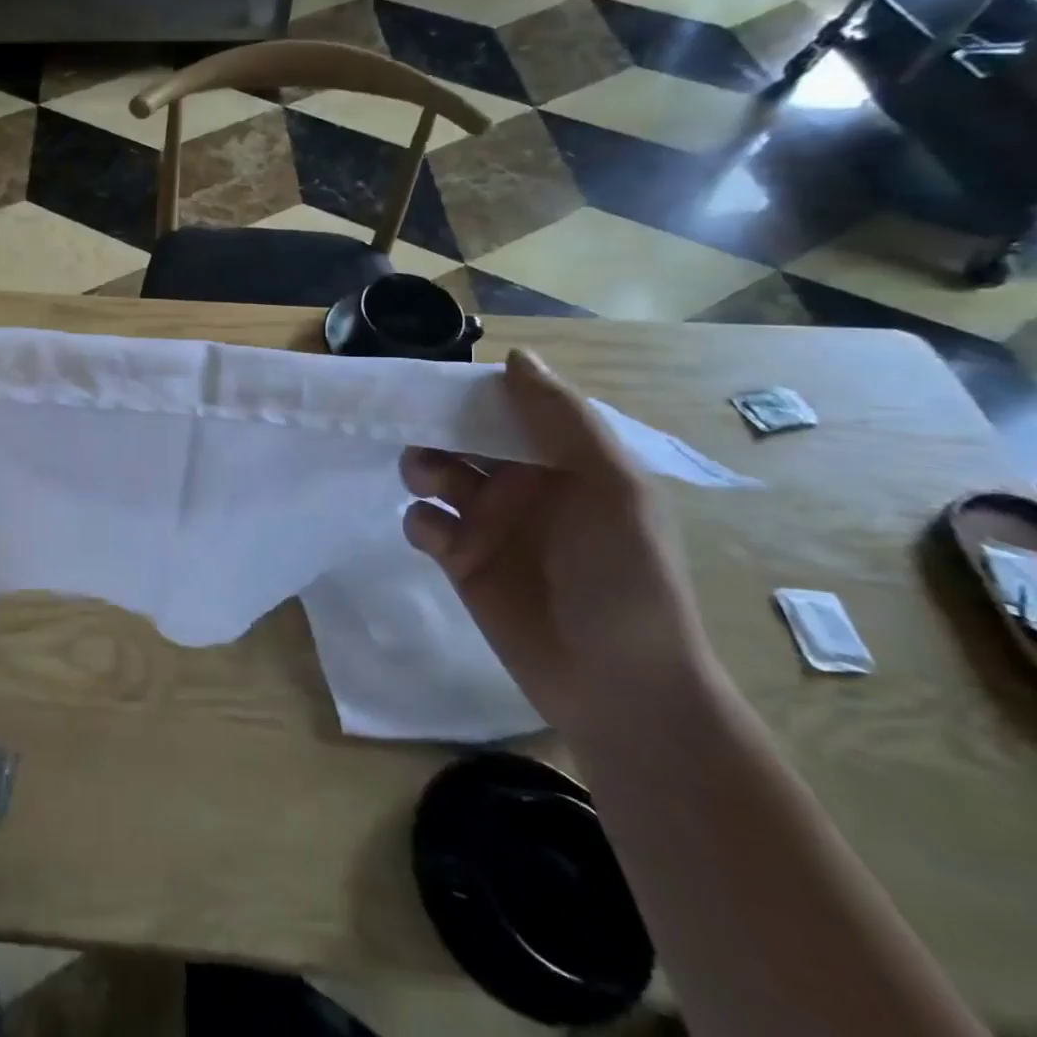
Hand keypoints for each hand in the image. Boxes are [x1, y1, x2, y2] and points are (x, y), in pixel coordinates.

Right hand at [399, 349, 715, 734]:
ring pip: (434, 472)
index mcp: (561, 459)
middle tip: (417, 430)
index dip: (472, 391)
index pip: (506, 406)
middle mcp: (520, 483)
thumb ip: (563, 418)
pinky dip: (421, 519)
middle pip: (460, 435)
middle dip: (435, 427)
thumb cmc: (624, 576)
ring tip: (429, 483)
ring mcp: (487, 522)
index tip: (437, 383)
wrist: (617, 685)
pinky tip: (438, 537)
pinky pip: (422, 521)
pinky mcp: (459, 559)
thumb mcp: (612, 486)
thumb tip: (514, 356)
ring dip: (421, 466)